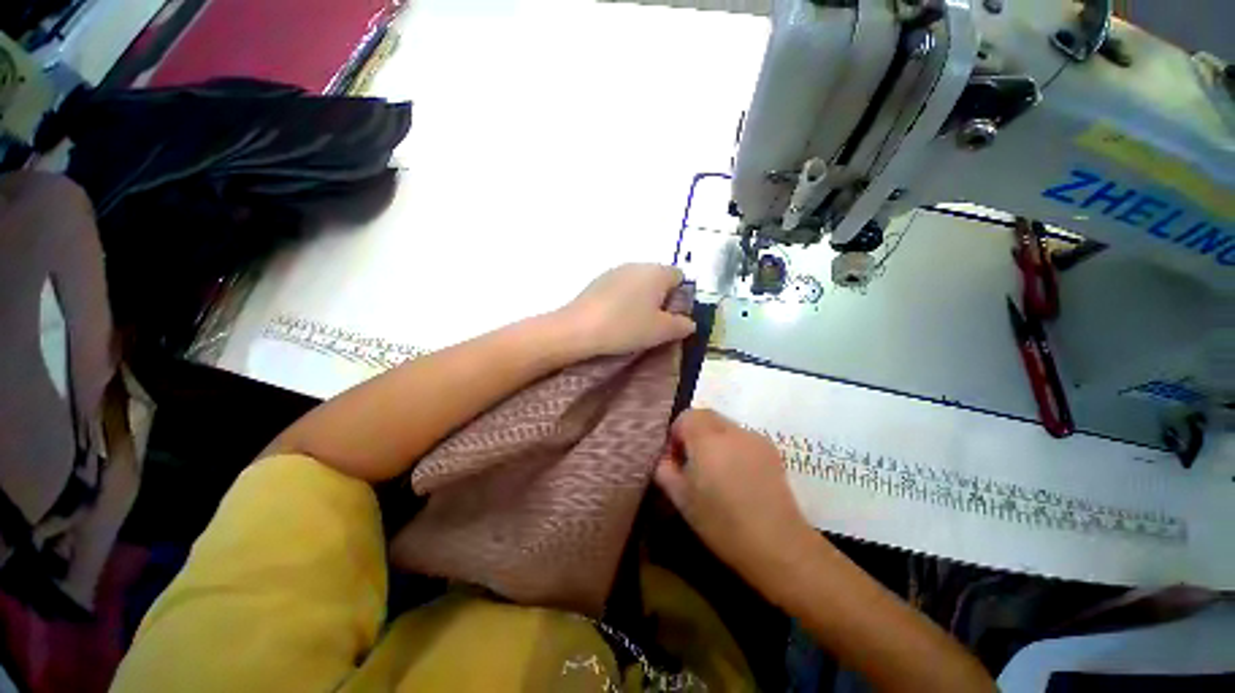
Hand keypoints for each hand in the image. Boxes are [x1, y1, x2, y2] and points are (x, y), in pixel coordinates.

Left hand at [556, 263, 694, 357]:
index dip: (681, 298)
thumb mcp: (661, 331)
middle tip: (655, 325)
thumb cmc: (626, 327)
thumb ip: (681, 325)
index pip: (680, 277)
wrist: (578, 329)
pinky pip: (621, 288)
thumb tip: (689, 322)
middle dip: (661, 300)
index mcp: (657, 272)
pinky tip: (616, 319)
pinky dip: (624, 301)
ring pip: (639, 284)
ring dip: (642, 301)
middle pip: (659, 279)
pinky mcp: (598, 281)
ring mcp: (615, 271)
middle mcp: (637, 265)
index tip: (672, 319)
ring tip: (634, 324)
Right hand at [654, 409, 821, 599]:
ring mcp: (755, 438)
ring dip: (714, 440)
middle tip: (693, 463)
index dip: (677, 433)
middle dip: (694, 433)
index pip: (686, 416)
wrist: (777, 545)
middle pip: (706, 416)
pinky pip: (743, 438)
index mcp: (707, 439)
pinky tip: (738, 476)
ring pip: (725, 426)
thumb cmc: (721, 523)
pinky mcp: (771, 450)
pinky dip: (733, 447)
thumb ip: (665, 469)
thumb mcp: (681, 499)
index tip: (676, 459)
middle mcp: (732, 431)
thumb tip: (667, 458)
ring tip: (717, 471)